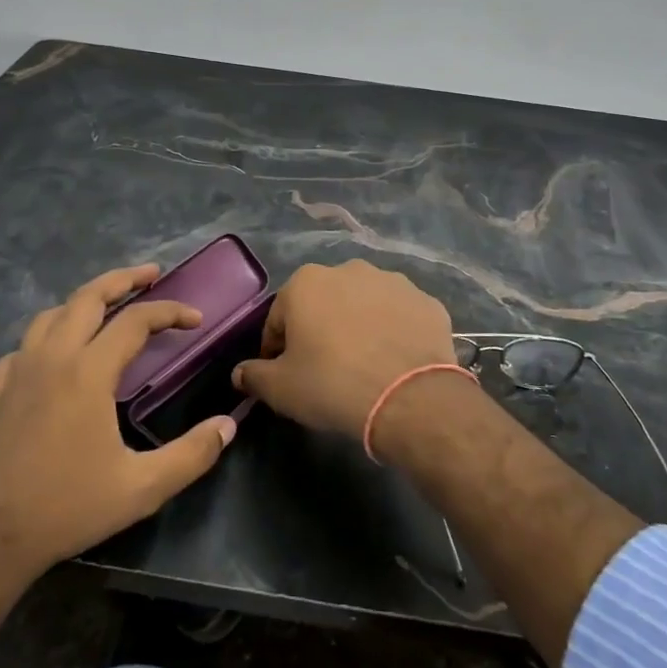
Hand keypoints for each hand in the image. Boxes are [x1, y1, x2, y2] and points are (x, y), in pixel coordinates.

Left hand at [0, 264, 237, 575]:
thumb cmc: (66, 508)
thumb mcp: (141, 489)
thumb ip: (191, 455)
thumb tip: (228, 426)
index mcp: (88, 372)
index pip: (135, 321)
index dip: (169, 312)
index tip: (195, 318)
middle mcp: (52, 358)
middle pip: (88, 297)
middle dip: (123, 279)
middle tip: (151, 274)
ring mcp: (17, 372)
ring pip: (52, 314)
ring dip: (84, 300)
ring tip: (107, 304)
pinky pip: (23, 346)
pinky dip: (47, 335)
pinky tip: (54, 353)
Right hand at [232, 260, 457, 438]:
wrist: (409, 397)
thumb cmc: (332, 385)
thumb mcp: (281, 389)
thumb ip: (254, 375)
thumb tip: (240, 373)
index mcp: (306, 283)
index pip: (279, 318)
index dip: (277, 349)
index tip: (284, 375)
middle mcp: (348, 270)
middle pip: (323, 304)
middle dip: (320, 331)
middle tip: (324, 370)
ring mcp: (393, 281)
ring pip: (364, 305)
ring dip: (359, 326)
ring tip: (364, 366)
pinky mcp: (426, 301)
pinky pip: (400, 316)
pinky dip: (394, 332)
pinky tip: (395, 362)